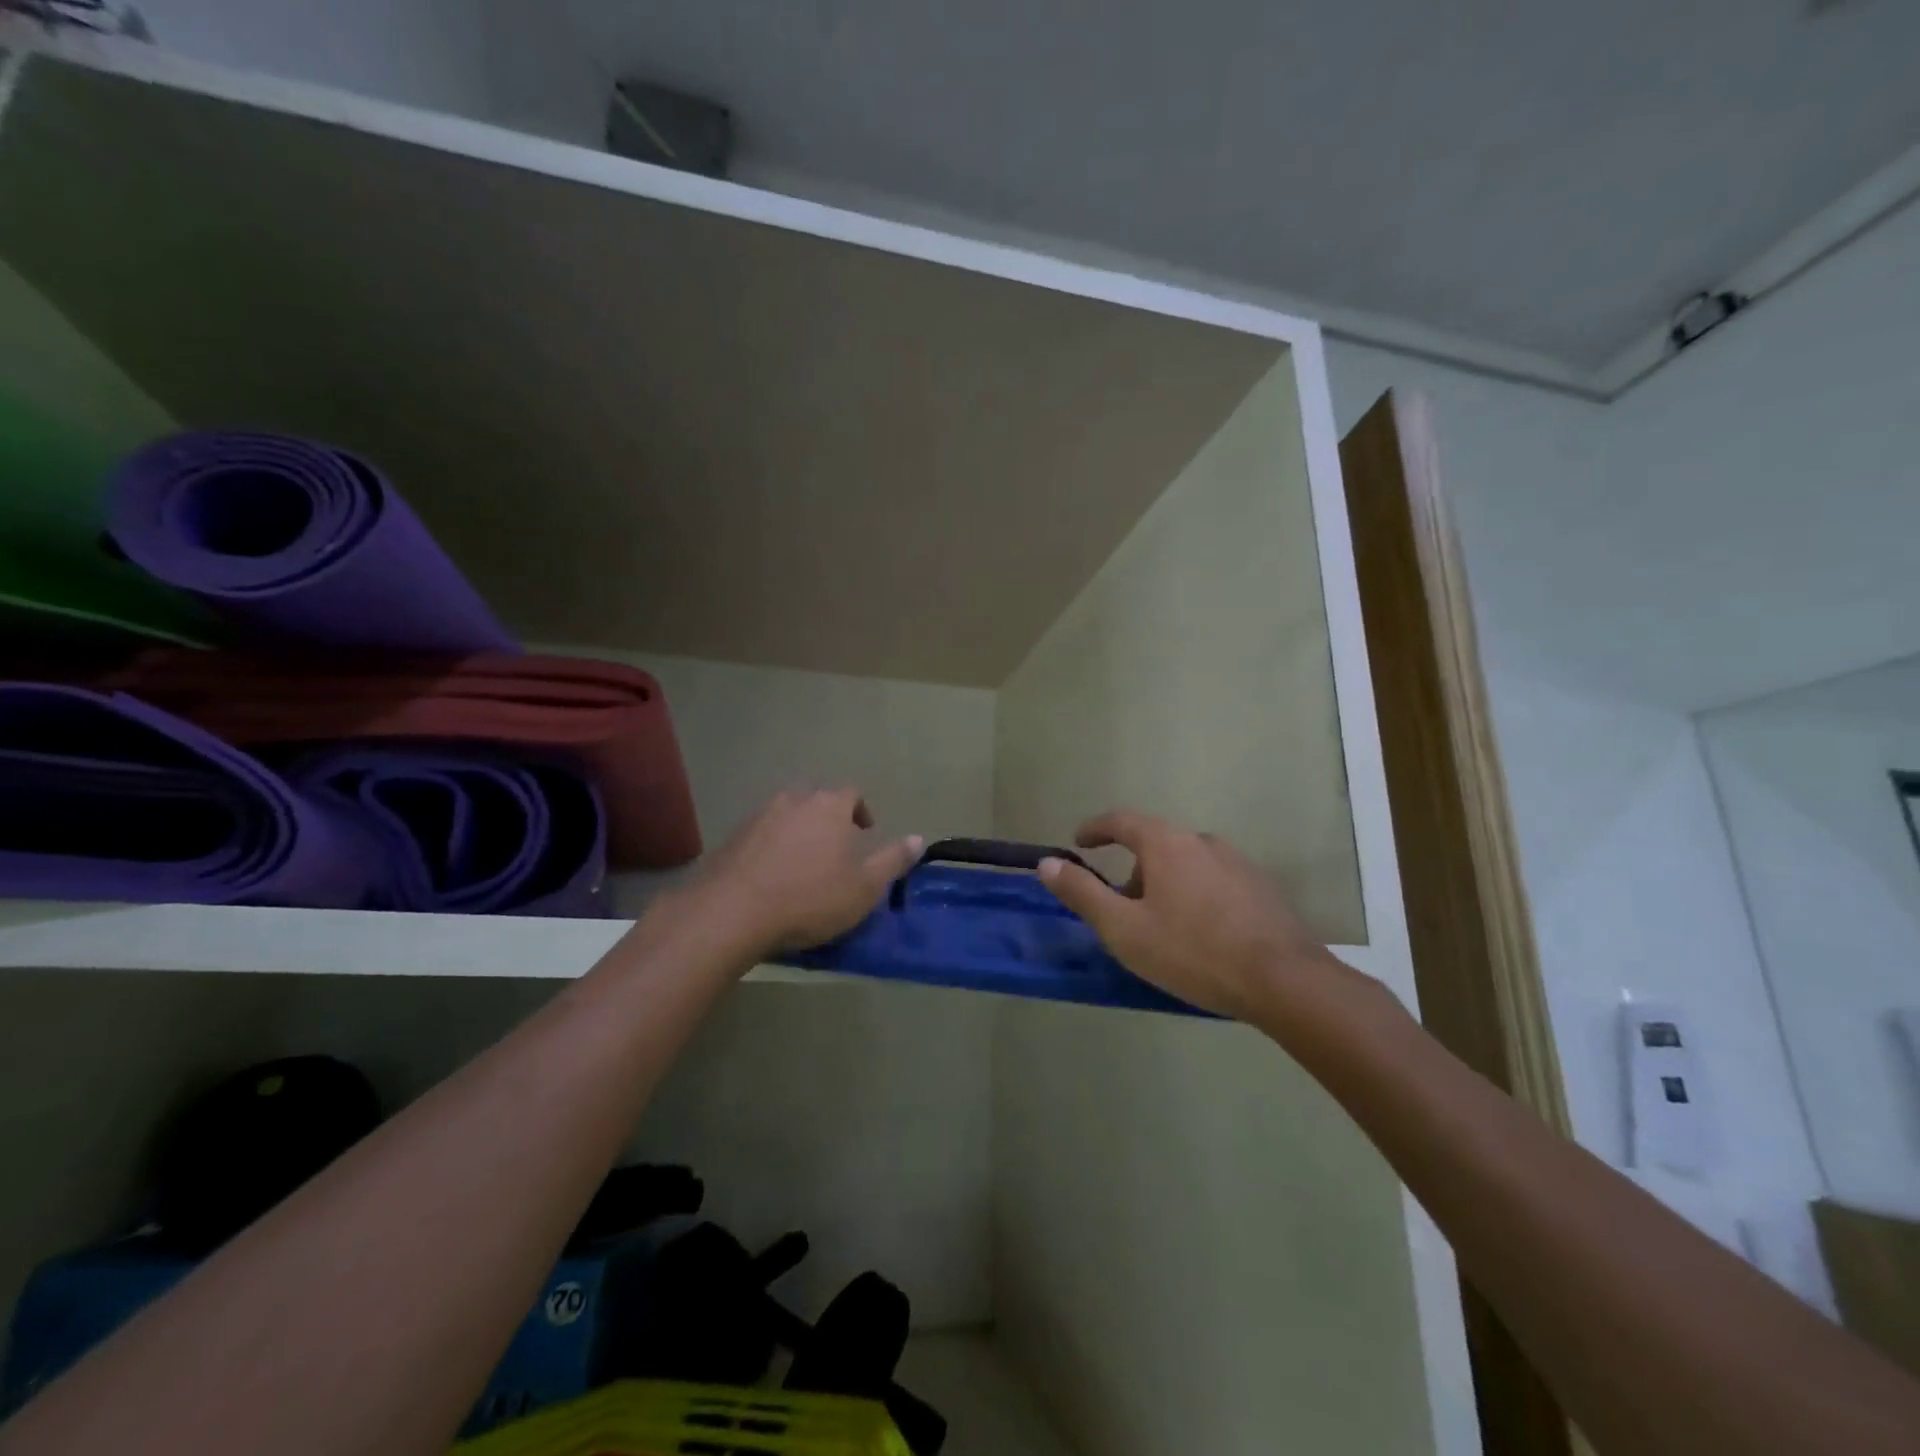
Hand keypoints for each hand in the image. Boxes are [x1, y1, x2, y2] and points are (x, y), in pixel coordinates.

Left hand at [692, 787, 921, 956]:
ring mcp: (759, 816)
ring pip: (786, 814)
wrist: (733, 911)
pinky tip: (771, 874)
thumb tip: (919, 838)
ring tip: (803, 861)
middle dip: (828, 817)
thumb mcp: (864, 887)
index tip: (865, 831)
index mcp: (829, 806)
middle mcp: (793, 800)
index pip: (851, 793)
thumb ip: (893, 860)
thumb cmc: (810, 897)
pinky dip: (771, 846)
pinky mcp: (732, 837)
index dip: (861, 810)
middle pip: (816, 799)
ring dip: (798, 830)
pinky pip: (760, 833)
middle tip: (835, 846)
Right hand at [1037, 810, 1345, 1018]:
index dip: (1096, 828)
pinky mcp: (1261, 886)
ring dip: (1166, 883)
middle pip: (1155, 844)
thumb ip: (1082, 893)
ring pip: (1187, 863)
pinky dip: (1196, 895)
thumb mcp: (1124, 928)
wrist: (1283, 980)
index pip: (1121, 820)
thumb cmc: (1192, 951)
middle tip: (1121, 907)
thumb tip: (1046, 863)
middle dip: (1132, 869)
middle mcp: (1202, 840)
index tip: (1080, 841)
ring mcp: (1237, 861)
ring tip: (1162, 926)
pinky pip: (1214, 880)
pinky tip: (1202, 933)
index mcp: (1165, 843)